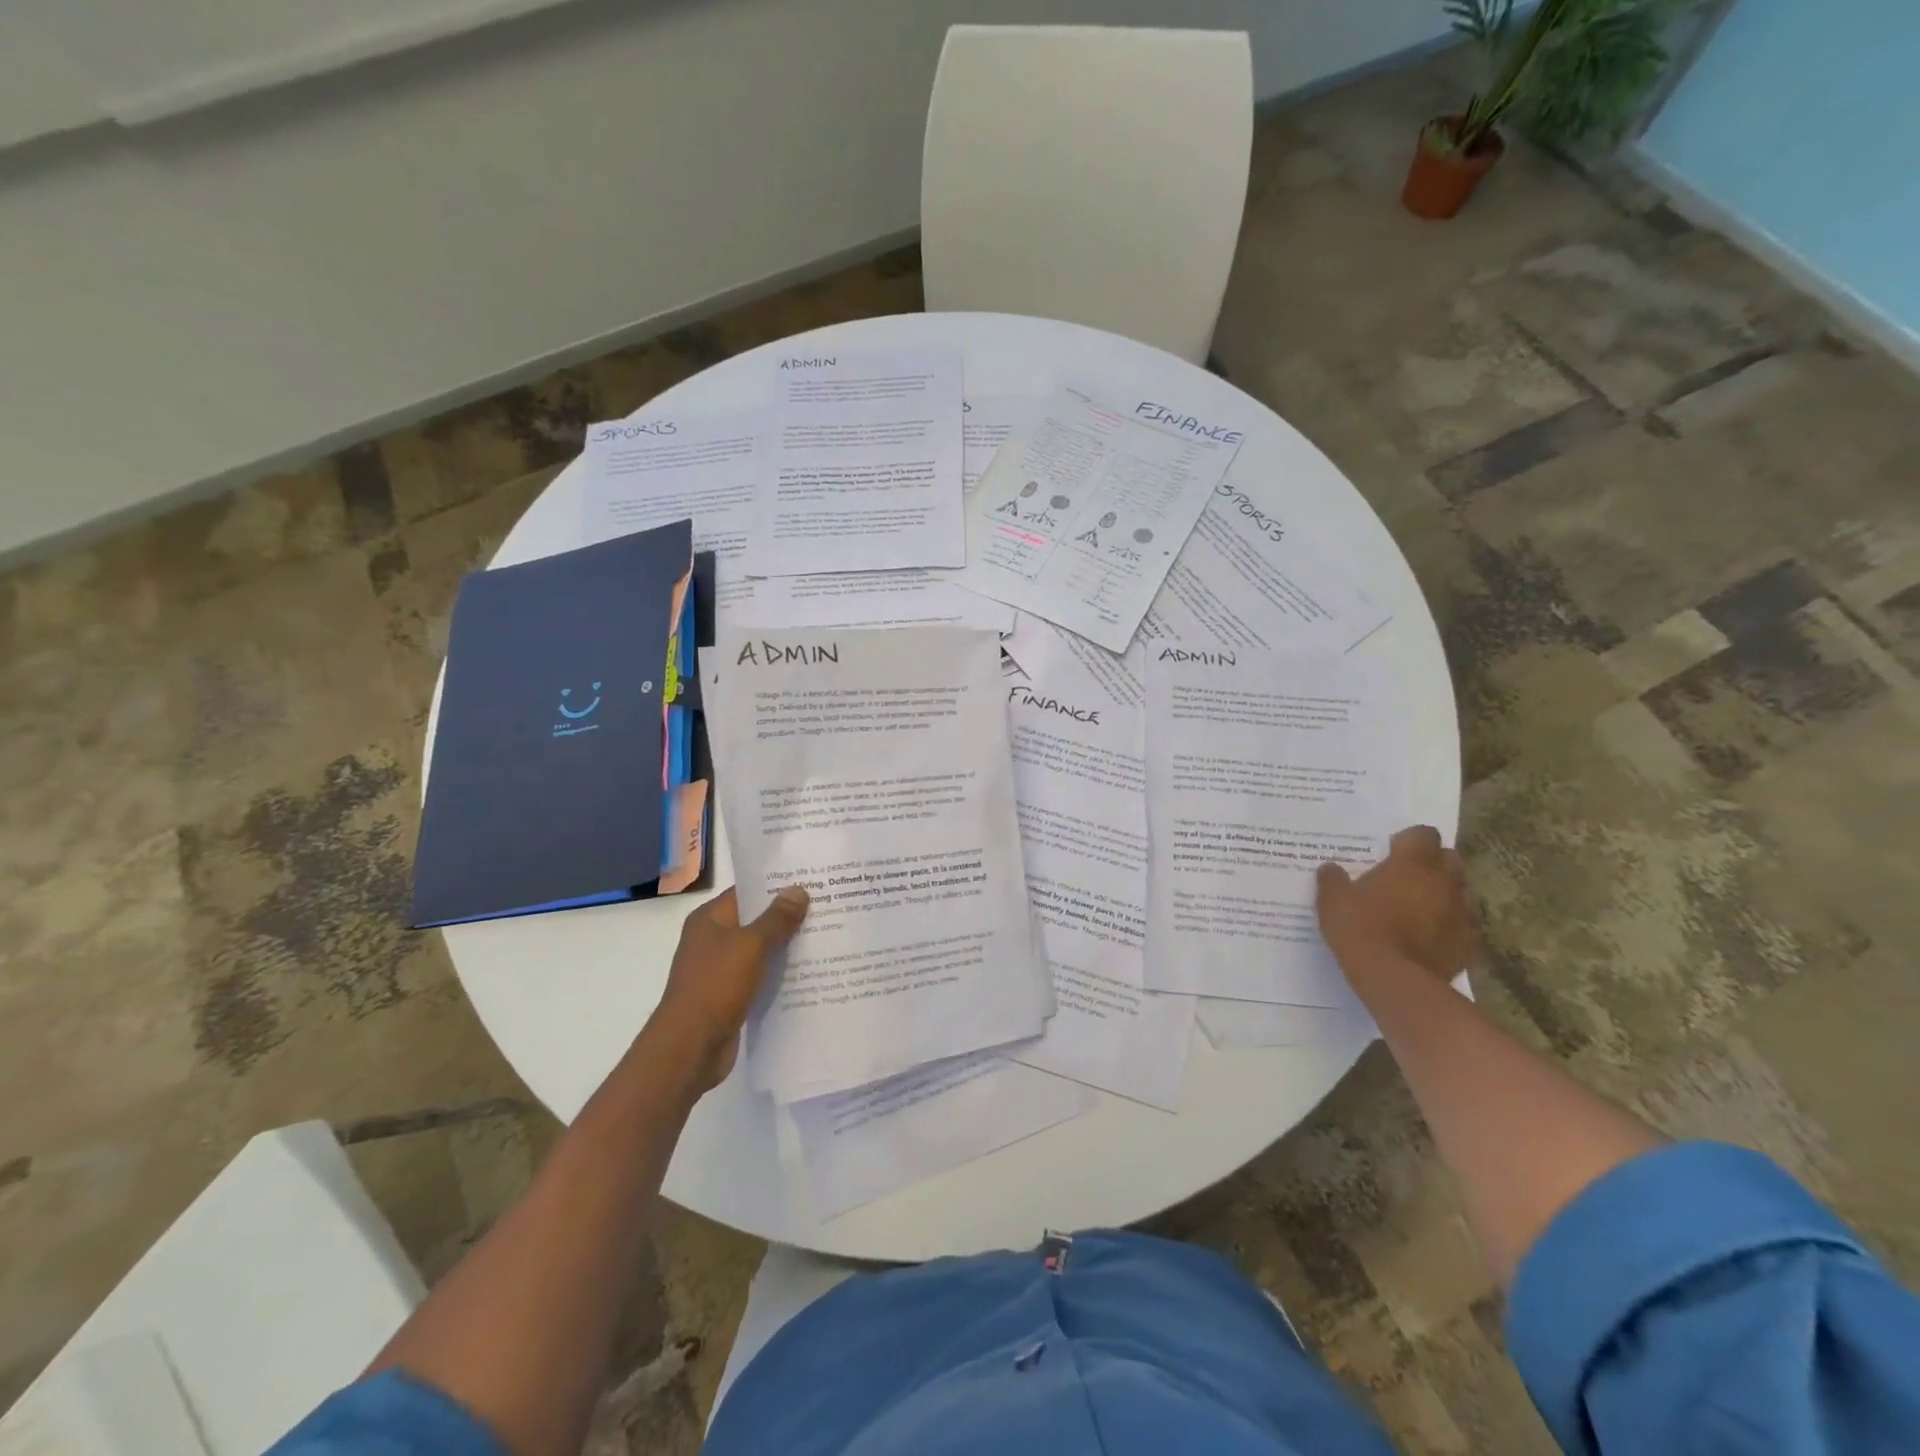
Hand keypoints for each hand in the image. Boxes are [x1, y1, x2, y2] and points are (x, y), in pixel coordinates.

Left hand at [652, 885, 808, 1090]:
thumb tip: (798, 890)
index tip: (810, 881)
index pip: (746, 892)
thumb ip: (776, 918)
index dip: (777, 886)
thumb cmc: (716, 985)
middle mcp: (712, 940)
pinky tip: (808, 973)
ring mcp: (719, 970)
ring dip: (785, 947)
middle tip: (826, 908)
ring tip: (825, 937)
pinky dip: (779, 974)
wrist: (690, 1046)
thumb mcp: (751, 945)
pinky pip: (759, 977)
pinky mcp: (729, 996)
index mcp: (709, 920)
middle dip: (787, 917)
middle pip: (755, 921)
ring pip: (759, 951)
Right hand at [1316, 826, 1478, 983]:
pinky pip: (1462, 928)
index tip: (1392, 851)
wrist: (1393, 978)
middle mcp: (1443, 882)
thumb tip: (1330, 868)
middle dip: (1433, 864)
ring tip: (1417, 911)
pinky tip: (1428, 940)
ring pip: (1458, 894)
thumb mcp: (1331, 900)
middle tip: (1407, 878)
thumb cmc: (1360, 928)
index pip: (1424, 834)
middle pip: (1450, 859)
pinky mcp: (1468, 944)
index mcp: (1412, 864)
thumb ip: (1333, 879)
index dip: (1410, 840)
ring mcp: (1461, 913)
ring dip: (1442, 897)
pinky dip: (1448, 929)